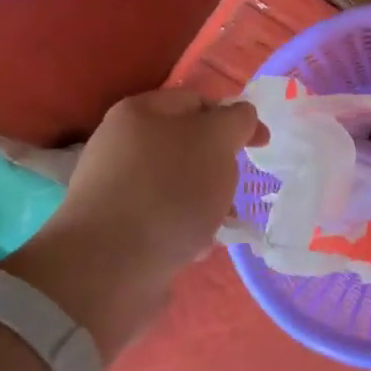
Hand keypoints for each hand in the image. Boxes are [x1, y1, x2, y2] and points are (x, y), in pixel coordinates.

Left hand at [1, 88, 260, 362]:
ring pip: (179, 185)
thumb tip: (241, 116)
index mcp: (139, 112)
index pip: (197, 101)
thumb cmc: (168, 191)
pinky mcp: (117, 229)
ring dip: (206, 203)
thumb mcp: (215, 141)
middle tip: (233, 189)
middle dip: (219, 167)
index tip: (261, 145)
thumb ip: (236, 120)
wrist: (110, 268)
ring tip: (217, 226)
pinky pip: (164, 218)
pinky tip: (193, 248)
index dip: (234, 118)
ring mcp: (116, 189)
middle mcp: (121, 144)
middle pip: (189, 146)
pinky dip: (184, 229)